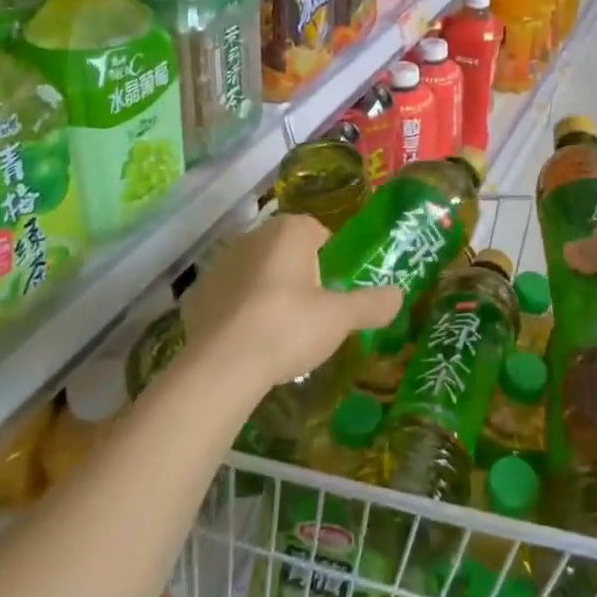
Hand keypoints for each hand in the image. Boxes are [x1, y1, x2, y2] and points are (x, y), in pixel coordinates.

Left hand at [180, 213, 402, 401]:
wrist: (220, 366)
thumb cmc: (287, 328)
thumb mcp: (339, 319)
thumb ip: (371, 304)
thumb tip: (399, 295)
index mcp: (289, 231)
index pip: (318, 232)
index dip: (330, 260)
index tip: (334, 291)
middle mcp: (252, 236)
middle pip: (286, 251)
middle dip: (298, 274)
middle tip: (311, 313)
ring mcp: (220, 263)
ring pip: (256, 271)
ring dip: (267, 291)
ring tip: (278, 332)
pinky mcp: (197, 293)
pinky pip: (229, 296)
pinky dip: (239, 311)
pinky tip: (247, 341)